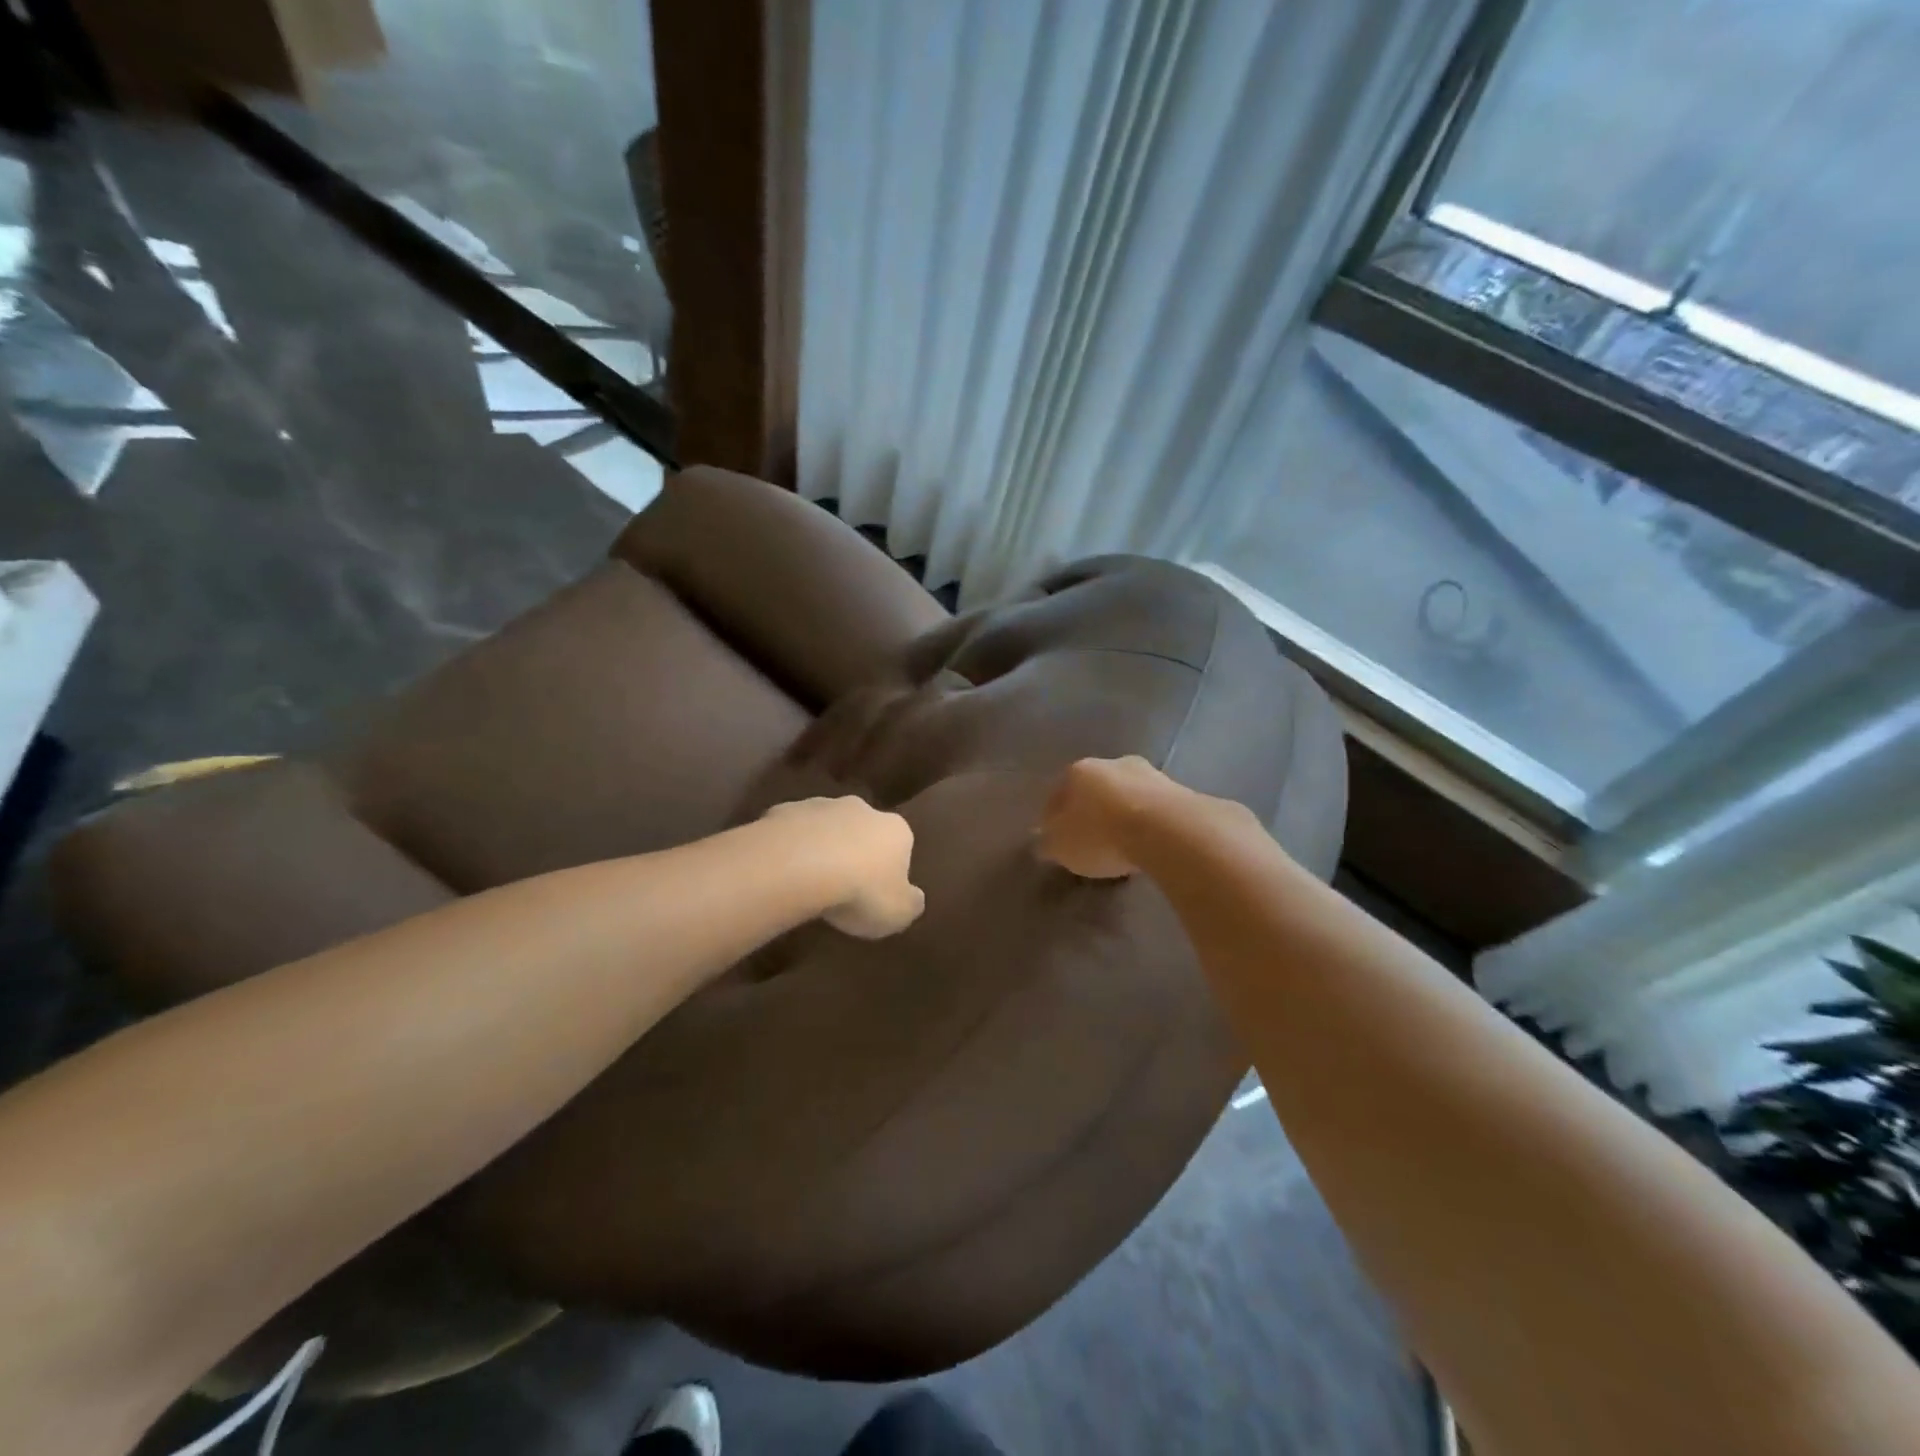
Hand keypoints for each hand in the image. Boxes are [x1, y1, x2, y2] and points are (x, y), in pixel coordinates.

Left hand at [761, 797, 924, 938]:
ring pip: (826, 826)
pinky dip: (790, 845)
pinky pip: (791, 830)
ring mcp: (821, 805)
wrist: (799, 866)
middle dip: (856, 850)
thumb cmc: (860, 891)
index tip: (878, 892)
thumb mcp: (899, 913)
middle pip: (864, 829)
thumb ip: (911, 903)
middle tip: (844, 884)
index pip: (902, 845)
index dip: (891, 868)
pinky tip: (782, 870)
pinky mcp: (784, 810)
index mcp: (896, 830)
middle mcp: (862, 808)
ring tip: (809, 880)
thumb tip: (914, 897)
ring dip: (822, 845)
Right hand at [1036, 756, 1171, 879]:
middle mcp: (1111, 764)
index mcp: (1077, 772)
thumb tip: (1043, 840)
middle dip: (1091, 811)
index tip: (1057, 841)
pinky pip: (1153, 810)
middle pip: (1094, 790)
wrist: (1166, 830)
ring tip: (1122, 845)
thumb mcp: (1060, 847)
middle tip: (1091, 840)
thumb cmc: (1101, 835)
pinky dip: (1147, 823)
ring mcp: (1149, 774)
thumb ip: (1047, 843)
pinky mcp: (1179, 791)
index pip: (1057, 795)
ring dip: (1122, 815)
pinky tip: (1147, 843)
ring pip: (1126, 796)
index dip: (1054, 819)